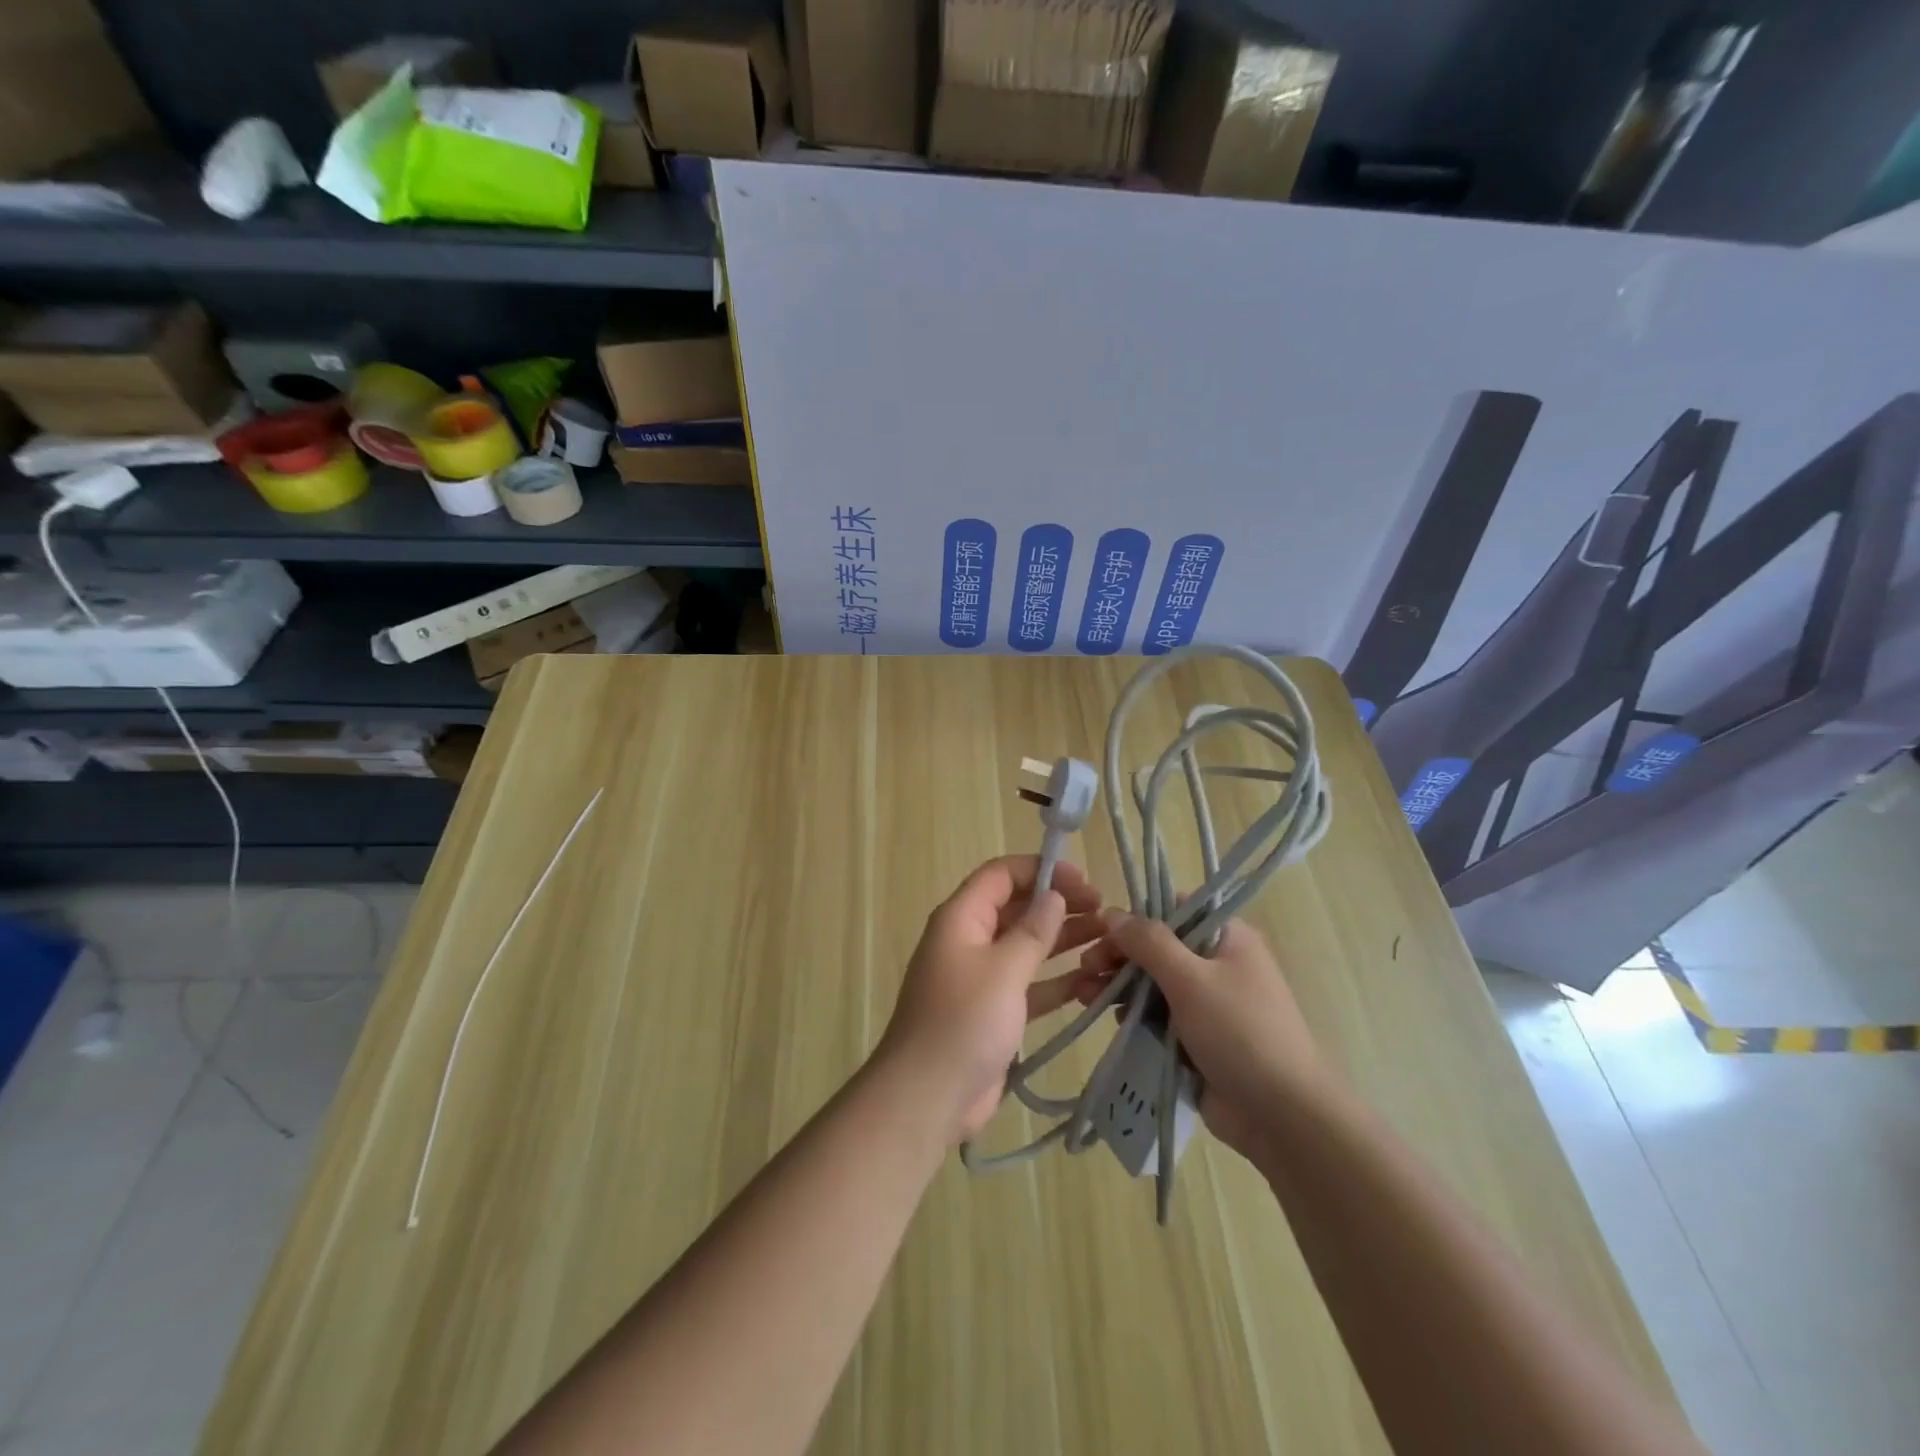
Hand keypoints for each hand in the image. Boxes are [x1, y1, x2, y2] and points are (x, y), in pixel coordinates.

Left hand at [878, 856, 1103, 1142]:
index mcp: (962, 918)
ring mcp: (982, 978)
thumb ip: (1033, 931)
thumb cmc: (963, 1022)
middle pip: (1017, 908)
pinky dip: (1058, 980)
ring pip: (1027, 946)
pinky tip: (1093, 982)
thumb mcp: (1003, 969)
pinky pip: (1030, 984)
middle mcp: (970, 940)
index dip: (1041, 870)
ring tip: (1108, 939)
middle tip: (1104, 912)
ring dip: (1064, 940)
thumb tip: (1054, 895)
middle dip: (1058, 905)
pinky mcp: (995, 1011)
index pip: (1001, 875)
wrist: (928, 1097)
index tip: (1083, 880)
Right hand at [1079, 913, 1333, 1168]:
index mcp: (1227, 938)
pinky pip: (1157, 1016)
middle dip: (1118, 956)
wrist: (1283, 1116)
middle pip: (1157, 948)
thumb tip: (1112, 914)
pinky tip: (1109, 1019)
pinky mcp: (1196, 1037)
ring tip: (1082, 995)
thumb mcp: (1191, 979)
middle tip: (1085, 969)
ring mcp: (1207, 1002)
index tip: (1101, 932)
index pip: (1174, 910)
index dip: (1136, 918)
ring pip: (1152, 983)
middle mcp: (1217, 963)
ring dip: (1118, 985)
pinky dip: (1132, 1015)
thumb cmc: (1240, 1033)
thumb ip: (1149, 942)